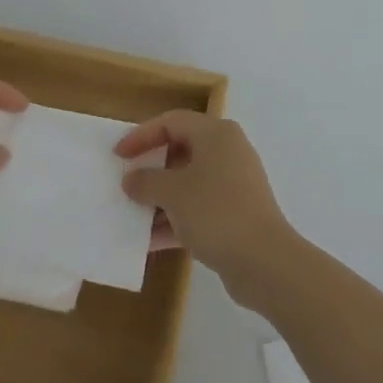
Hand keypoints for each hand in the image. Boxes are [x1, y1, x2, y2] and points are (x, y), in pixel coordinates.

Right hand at [116, 110, 294, 295]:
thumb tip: (131, 179)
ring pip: (188, 183)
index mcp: (215, 134)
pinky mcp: (236, 214)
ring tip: (132, 215)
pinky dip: (176, 220)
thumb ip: (146, 181)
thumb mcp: (173, 193)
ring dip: (160, 199)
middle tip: (126, 183)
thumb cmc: (216, 211)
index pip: (171, 122)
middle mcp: (227, 152)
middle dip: (151, 170)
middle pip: (180, 151)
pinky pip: (198, 209)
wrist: (264, 261)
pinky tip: (150, 242)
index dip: (141, 135)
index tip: (118, 155)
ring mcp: (233, 184)